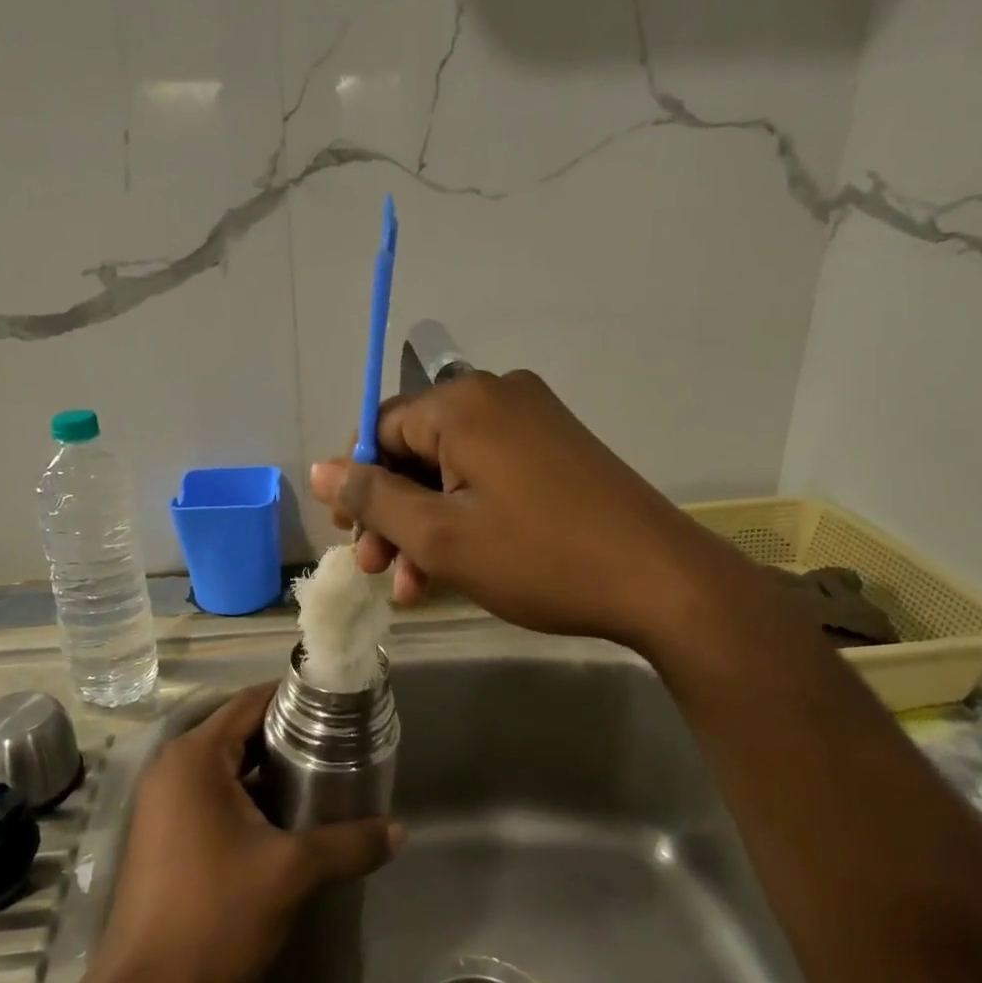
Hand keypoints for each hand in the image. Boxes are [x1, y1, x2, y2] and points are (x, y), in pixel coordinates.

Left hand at [96, 684, 402, 982]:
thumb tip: (399, 830)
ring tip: (321, 778)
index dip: (295, 698)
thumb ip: (348, 844)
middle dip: (287, 735)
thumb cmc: (214, 914)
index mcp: (195, 757)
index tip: (337, 707)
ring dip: (268, 769)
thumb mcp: (291, 873)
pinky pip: (212, 793)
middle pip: (239, 730)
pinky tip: (285, 818)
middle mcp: (173, 767)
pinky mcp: (163, 831)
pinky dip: (247, 795)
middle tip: (338, 745)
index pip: (251, 702)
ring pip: (226, 765)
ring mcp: (163, 801)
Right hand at [309, 370, 699, 645]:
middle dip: (392, 513)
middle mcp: (497, 396)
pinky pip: (490, 474)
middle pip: (416, 449)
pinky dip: (466, 515)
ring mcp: (534, 420)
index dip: (358, 484)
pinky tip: (458, 565)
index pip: (381, 429)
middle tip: (380, 570)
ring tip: (415, 586)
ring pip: (452, 469)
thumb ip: (373, 499)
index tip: (353, 538)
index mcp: (463, 403)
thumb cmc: (539, 556)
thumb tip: (321, 471)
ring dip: (426, 524)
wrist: (660, 580)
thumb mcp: (440, 536)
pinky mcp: (558, 448)